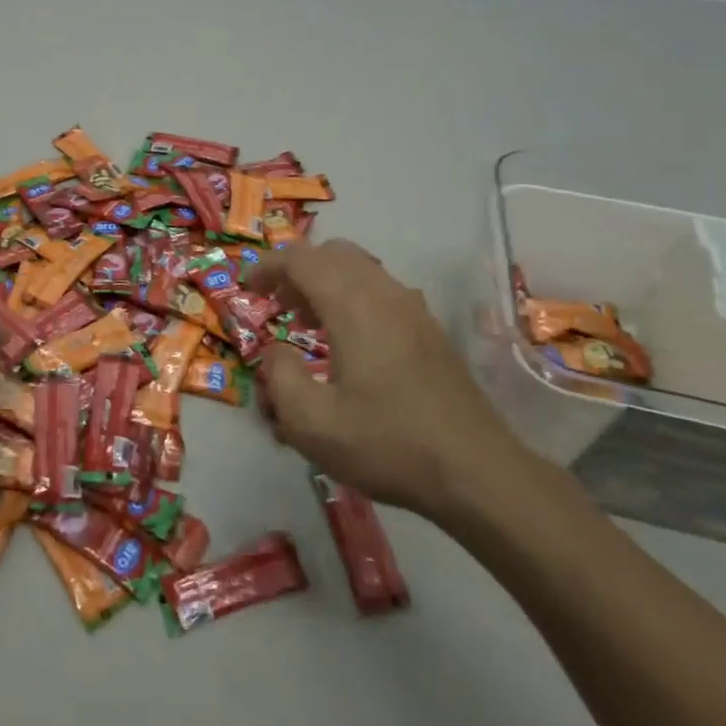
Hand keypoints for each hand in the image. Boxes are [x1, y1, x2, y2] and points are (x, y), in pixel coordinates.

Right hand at [251, 240, 531, 521]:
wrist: (477, 472)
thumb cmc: (388, 444)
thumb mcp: (312, 423)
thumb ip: (279, 377)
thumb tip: (275, 352)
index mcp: (353, 305)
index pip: (301, 259)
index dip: (268, 266)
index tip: (248, 288)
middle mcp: (384, 293)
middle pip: (333, 253)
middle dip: (297, 270)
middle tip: (277, 304)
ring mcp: (413, 309)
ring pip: (360, 269)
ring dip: (326, 282)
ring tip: (307, 323)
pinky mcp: (430, 330)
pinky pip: (381, 290)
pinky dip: (352, 296)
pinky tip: (348, 342)